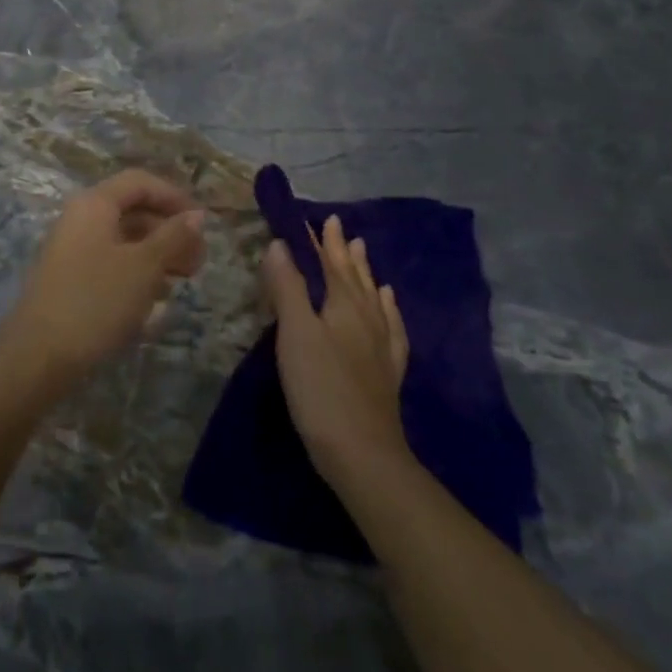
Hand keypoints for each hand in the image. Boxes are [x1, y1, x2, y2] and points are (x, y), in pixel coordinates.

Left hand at [0, 170, 205, 394]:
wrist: (38, 356)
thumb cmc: (96, 301)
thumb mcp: (144, 266)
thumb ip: (173, 237)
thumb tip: (197, 215)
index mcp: (94, 204)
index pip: (140, 182)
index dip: (174, 197)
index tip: (202, 225)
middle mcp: (80, 219)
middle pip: (133, 211)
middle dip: (169, 231)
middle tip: (198, 261)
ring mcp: (72, 250)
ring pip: (124, 240)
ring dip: (157, 254)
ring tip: (182, 280)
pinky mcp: (71, 280)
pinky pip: (111, 264)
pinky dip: (137, 273)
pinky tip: (155, 298)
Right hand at [263, 215, 409, 485]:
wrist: (362, 453)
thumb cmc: (321, 388)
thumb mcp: (295, 333)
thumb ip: (288, 287)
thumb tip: (280, 243)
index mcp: (344, 305)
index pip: (332, 263)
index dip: (323, 241)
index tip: (319, 217)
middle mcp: (367, 319)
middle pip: (355, 277)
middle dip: (344, 251)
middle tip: (340, 227)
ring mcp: (381, 346)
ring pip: (374, 298)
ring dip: (366, 273)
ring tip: (364, 252)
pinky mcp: (387, 372)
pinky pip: (391, 328)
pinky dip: (387, 310)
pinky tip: (388, 306)